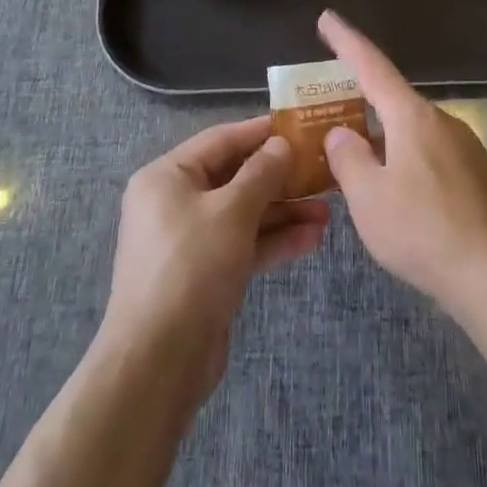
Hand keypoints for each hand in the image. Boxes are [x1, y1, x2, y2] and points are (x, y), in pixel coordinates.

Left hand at [101, 117, 329, 403]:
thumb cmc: (191, 267)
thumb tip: (281, 144)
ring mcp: (190, 241)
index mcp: (167, 177)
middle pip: (234, 178)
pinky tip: (312, 240)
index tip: (299, 125)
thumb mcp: (231, 211)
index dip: (260, 132)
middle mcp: (174, 203)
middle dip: (279, 179)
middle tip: (322, 172)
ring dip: (284, 212)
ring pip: (243, 214)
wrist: (159, 360)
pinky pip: (243, 245)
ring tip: (328, 211)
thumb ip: (261, 173)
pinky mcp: (205, 274)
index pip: (220, 140)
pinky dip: (273, 241)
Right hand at [317, 11, 486, 322]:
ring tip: (354, 165)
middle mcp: (441, 121)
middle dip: (358, 103)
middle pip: (391, 101)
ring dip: (380, 139)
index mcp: (412, 117)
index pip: (372, 66)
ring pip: (409, 132)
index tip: (327, 18)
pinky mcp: (476, 175)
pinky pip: (428, 154)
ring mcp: (464, 147)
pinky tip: (393, 193)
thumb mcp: (368, 197)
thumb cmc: (422, 230)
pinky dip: (402, 159)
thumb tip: (341, 134)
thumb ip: (347, 158)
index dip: (346, 42)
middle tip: (326, 114)